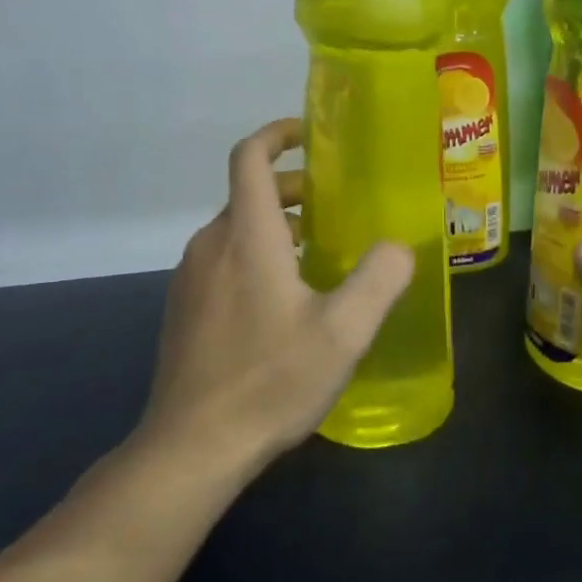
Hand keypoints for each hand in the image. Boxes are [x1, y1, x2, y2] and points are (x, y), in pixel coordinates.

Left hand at [140, 118, 413, 477]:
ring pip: (235, 229)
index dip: (276, 135)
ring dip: (274, 225)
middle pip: (247, 193)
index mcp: (247, 235)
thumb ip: (379, 279)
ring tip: (317, 253)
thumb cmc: (270, 380)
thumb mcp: (343, 331)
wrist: (191, 447)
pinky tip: (283, 301)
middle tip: (333, 207)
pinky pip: (222, 261)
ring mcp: (190, 278)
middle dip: (290, 189)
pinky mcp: (184, 309)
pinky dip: (254, 255)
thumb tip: (398, 247)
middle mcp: (211, 244)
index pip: (249, 157)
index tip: (308, 134)